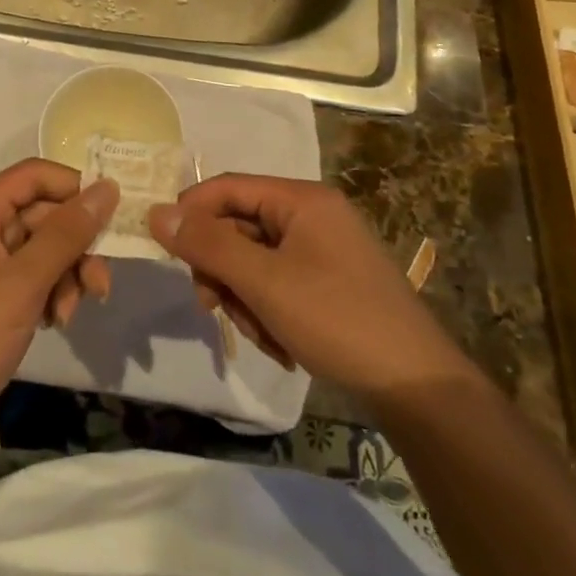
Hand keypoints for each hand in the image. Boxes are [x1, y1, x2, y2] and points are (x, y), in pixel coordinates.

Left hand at [0, 159, 115, 423]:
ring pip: (42, 248)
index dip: (75, 188)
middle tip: (100, 285)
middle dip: (75, 248)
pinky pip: (30, 275)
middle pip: (43, 214)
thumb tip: (108, 188)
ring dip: (66, 276)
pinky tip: (54, 322)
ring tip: (69, 314)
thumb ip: (68, 233)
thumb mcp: (24, 282)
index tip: (113, 215)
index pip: (35, 175)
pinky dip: (49, 293)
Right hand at [148, 174, 460, 401]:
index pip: (229, 187)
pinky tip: (283, 346)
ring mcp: (324, 251)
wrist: (418, 388)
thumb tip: (157, 213)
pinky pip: (278, 285)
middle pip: (240, 227)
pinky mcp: (330, 284)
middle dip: (224, 271)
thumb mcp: (264, 282)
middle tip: (215, 307)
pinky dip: (269, 313)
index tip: (167, 250)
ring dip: (246, 299)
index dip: (192, 212)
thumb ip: (208, 245)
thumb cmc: (337, 320)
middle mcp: (313, 216)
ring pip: (255, 262)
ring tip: (264, 336)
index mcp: (302, 200)